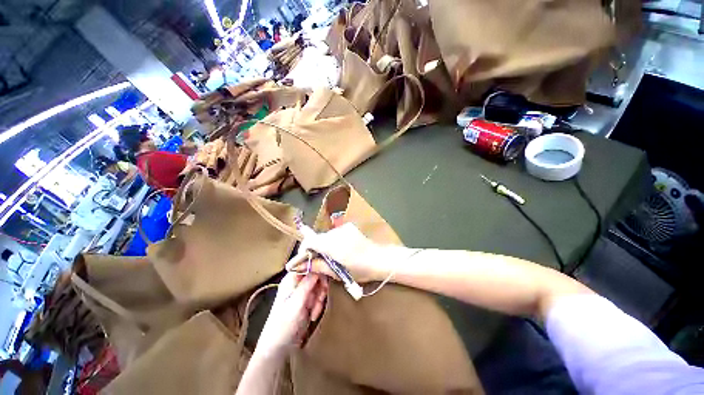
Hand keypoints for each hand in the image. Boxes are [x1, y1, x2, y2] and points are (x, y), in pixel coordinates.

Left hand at [255, 273, 327, 357]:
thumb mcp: (296, 304)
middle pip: (317, 273)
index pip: (308, 264)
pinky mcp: (307, 299)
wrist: (279, 347)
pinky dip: (319, 304)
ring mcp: (303, 290)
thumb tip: (318, 267)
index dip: (319, 269)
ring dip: (320, 298)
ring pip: (320, 284)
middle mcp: (297, 281)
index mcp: (291, 278)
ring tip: (314, 312)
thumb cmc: (284, 325)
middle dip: (321, 287)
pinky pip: (319, 295)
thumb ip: (307, 284)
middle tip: (320, 299)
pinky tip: (313, 315)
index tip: (324, 280)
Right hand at [285, 223, 390, 282]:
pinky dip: (331, 242)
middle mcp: (337, 233)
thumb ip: (319, 266)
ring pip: (325, 236)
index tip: (302, 260)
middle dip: (313, 249)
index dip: (303, 249)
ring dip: (323, 245)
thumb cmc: (361, 269)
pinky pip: (334, 234)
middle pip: (317, 238)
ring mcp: (343, 228)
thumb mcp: (339, 272)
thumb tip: (300, 265)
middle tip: (314, 262)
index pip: (310, 241)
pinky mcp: (348, 227)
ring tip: (328, 257)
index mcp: (334, 245)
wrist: (380, 258)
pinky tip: (338, 250)